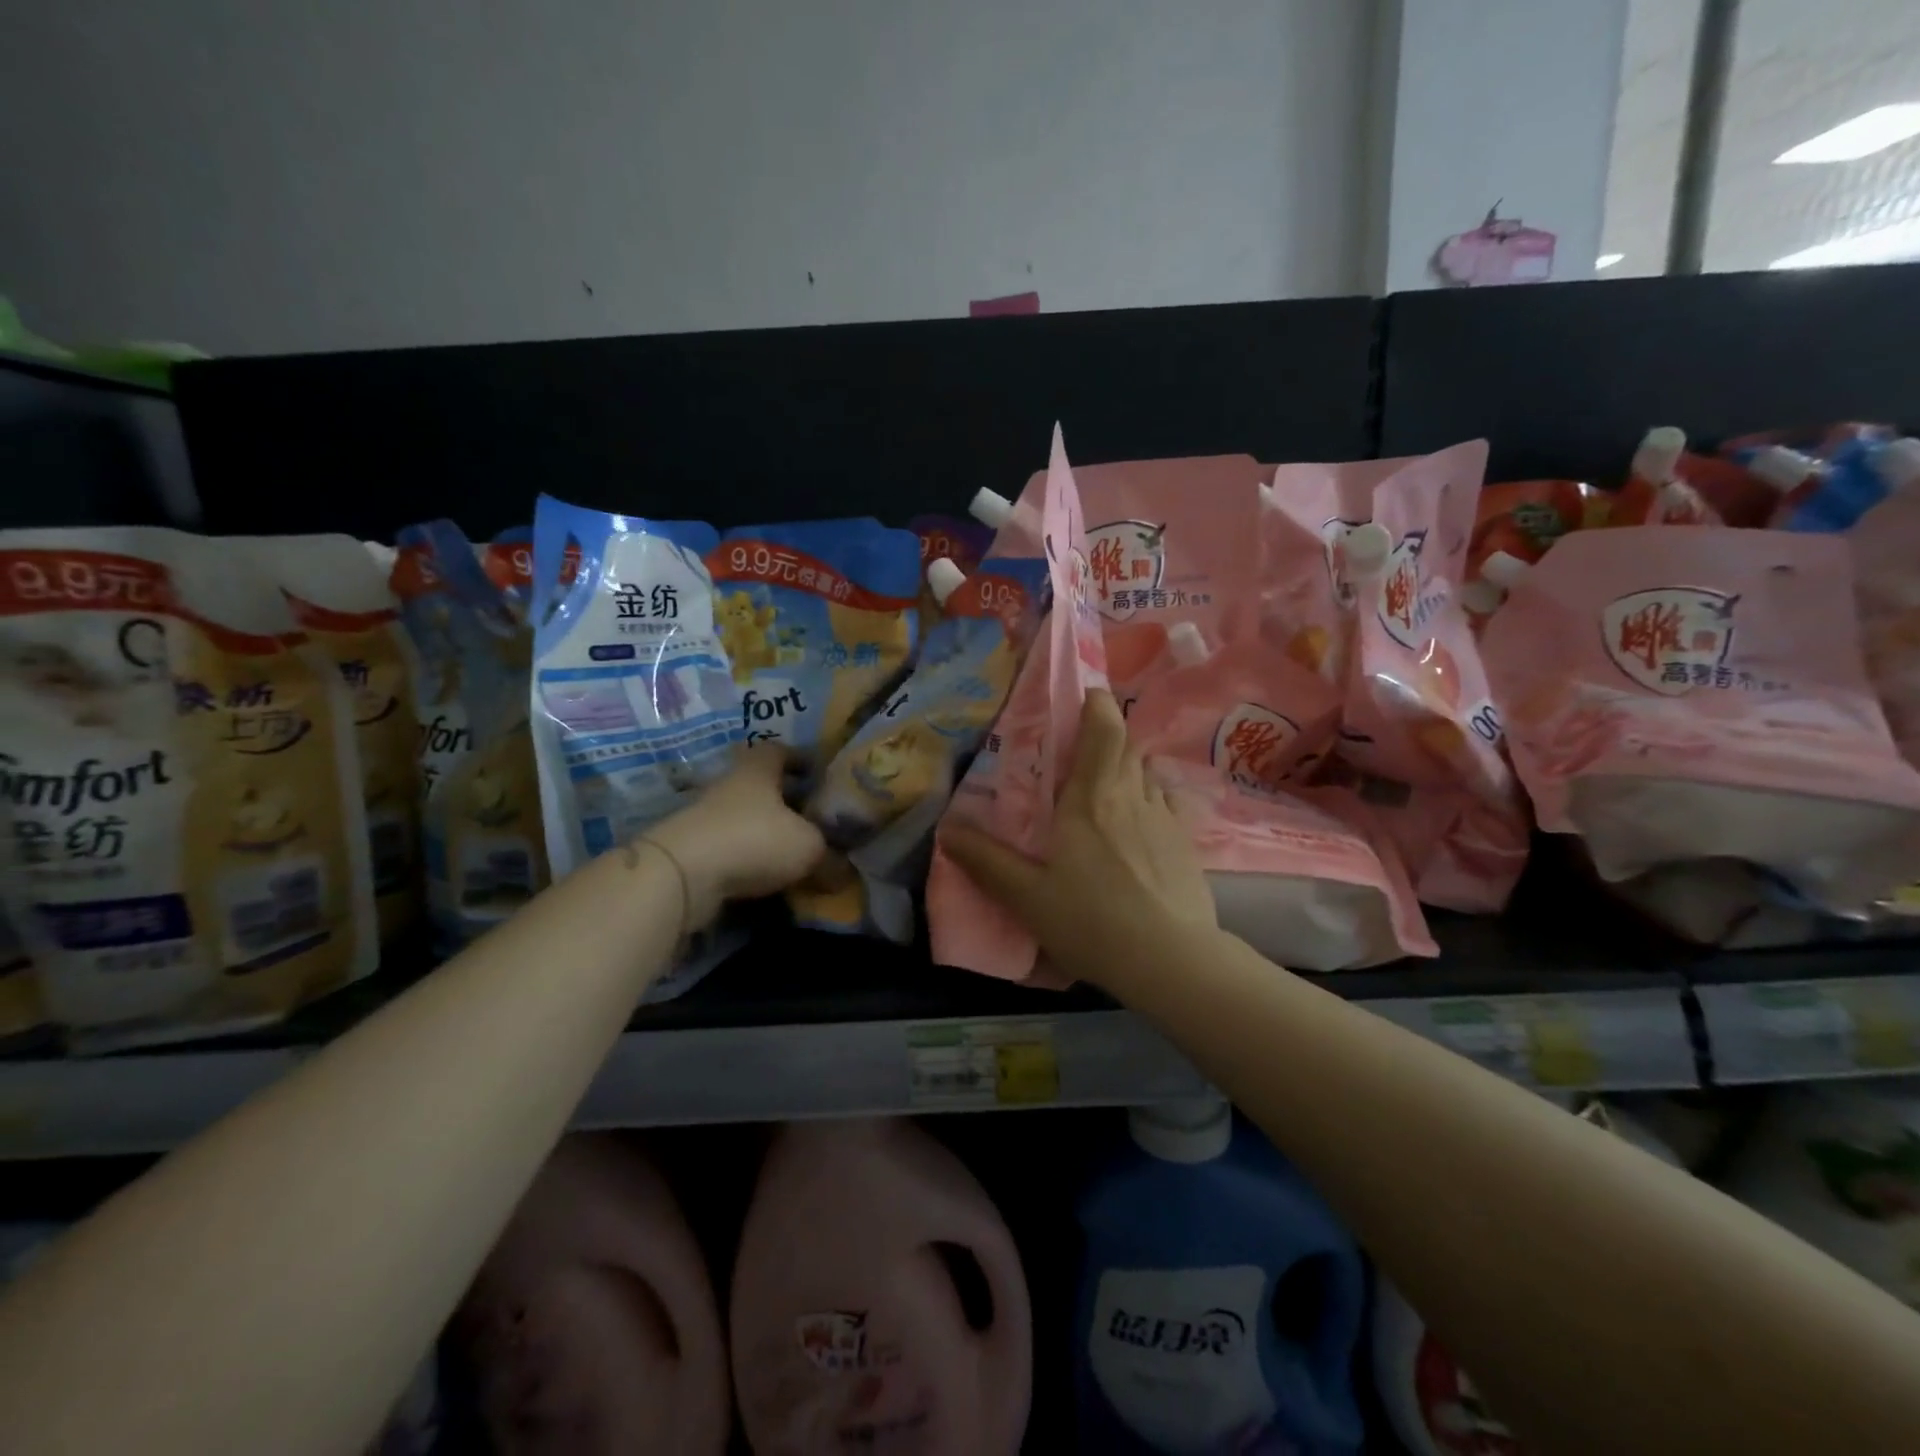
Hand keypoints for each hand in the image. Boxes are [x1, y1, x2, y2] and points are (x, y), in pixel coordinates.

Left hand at [647, 744, 825, 924]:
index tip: (820, 774)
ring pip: (745, 818)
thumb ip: (832, 859)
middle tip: (815, 819)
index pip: (780, 750)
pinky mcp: (691, 850)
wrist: (681, 875)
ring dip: (767, 832)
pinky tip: (767, 877)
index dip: (801, 759)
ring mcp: (705, 817)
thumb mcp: (809, 848)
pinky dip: (748, 858)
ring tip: (795, 853)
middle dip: (787, 800)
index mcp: (758, 769)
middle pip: (762, 786)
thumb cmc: (754, 840)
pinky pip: (730, 848)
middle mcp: (729, 785)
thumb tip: (845, 872)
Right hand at [943, 690, 1215, 990]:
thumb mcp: (1026, 896)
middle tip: (1076, 757)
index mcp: (1092, 796)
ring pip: (1146, 773)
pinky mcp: (1187, 844)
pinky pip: (1166, 803)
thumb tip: (946, 830)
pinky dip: (1149, 800)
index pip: (1105, 726)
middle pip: (1126, 745)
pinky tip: (1138, 828)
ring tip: (1103, 794)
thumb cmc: (1093, 921)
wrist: (1172, 961)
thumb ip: (986, 861)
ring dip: (1126, 770)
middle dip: (1104, 738)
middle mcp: (1133, 794)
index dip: (1096, 704)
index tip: (1080, 700)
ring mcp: (1166, 818)